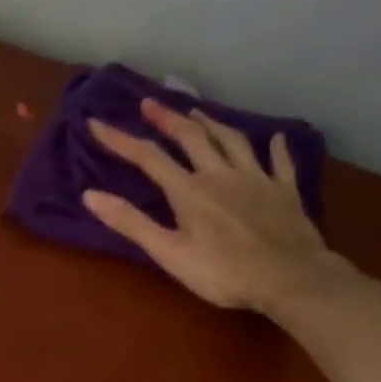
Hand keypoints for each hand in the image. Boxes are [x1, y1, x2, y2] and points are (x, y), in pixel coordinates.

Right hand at [85, 98, 344, 312]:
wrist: (290, 278)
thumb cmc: (223, 272)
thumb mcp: (169, 253)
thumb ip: (131, 223)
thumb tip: (90, 195)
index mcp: (189, 190)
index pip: (147, 157)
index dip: (119, 139)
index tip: (96, 123)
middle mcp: (220, 174)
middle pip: (191, 137)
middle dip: (167, 118)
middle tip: (150, 103)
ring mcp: (256, 178)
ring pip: (232, 140)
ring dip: (212, 123)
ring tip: (198, 111)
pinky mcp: (284, 191)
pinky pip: (279, 162)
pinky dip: (275, 147)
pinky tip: (274, 138)